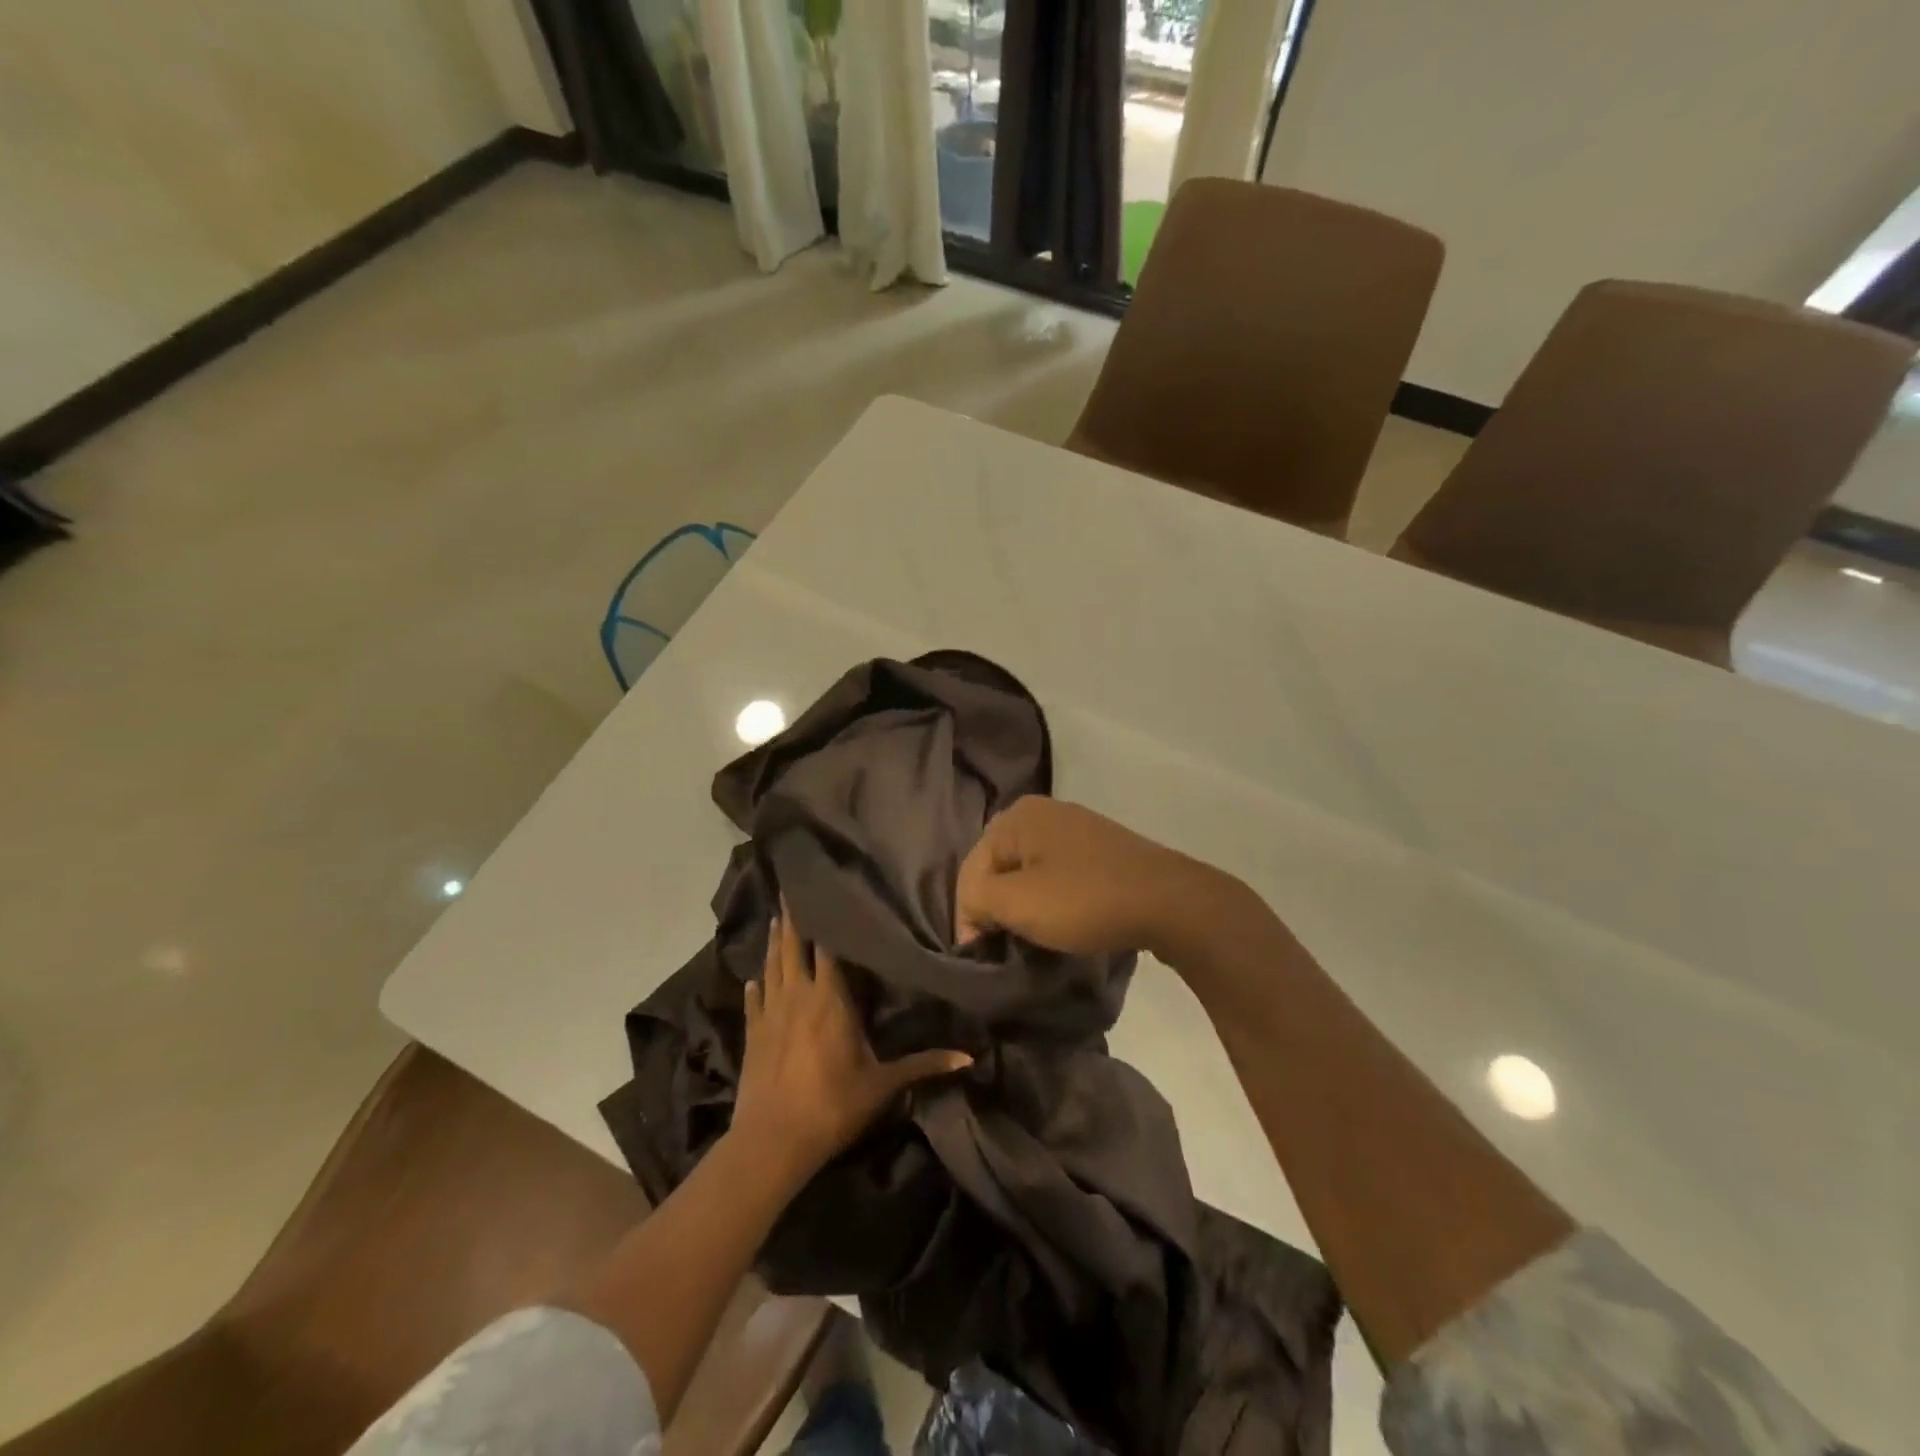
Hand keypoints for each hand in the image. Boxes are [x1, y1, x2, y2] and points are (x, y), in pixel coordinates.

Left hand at [734, 906, 970, 1181]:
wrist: (772, 1141)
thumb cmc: (832, 1106)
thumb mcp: (883, 1085)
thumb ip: (924, 1065)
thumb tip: (970, 1058)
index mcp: (831, 998)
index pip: (827, 947)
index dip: (824, 919)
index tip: (823, 892)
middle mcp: (799, 995)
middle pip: (794, 947)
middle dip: (793, 917)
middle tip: (786, 887)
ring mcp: (770, 1013)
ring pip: (771, 967)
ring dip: (774, 943)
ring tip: (776, 918)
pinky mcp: (752, 1034)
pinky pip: (753, 1002)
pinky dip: (754, 987)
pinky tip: (752, 979)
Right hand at [955, 796, 1226, 956]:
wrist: (1169, 902)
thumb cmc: (1084, 899)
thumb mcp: (1018, 903)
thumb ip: (978, 899)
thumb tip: (972, 908)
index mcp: (1019, 815)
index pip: (972, 867)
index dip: (968, 914)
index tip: (979, 954)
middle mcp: (1044, 811)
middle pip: (1000, 865)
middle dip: (996, 905)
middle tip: (1000, 944)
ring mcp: (1077, 828)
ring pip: (1030, 871)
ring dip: (1024, 904)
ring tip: (1029, 937)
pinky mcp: (1101, 851)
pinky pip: (1059, 874)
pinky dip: (1052, 898)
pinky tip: (1061, 920)